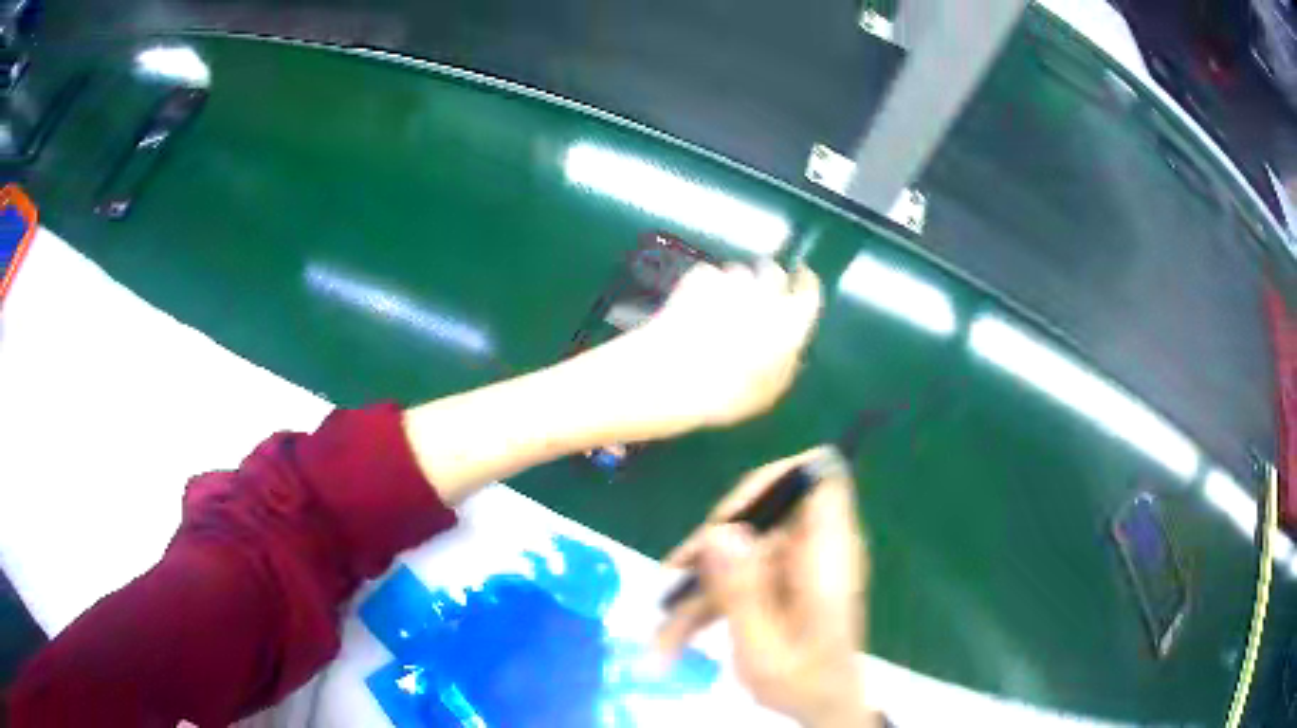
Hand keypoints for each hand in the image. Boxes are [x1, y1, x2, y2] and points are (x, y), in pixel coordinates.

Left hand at [596, 261, 822, 440]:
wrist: (670, 375)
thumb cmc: (725, 394)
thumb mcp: (766, 394)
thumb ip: (785, 366)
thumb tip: (793, 350)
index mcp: (790, 324)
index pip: (808, 293)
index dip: (805, 285)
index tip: (802, 280)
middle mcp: (767, 295)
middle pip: (773, 274)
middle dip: (767, 282)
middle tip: (755, 300)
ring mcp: (730, 282)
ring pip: (739, 271)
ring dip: (734, 284)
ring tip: (719, 307)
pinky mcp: (699, 278)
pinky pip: (709, 275)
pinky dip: (705, 285)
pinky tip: (694, 305)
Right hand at [656, 448, 877, 727]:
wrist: (824, 708)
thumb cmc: (803, 684)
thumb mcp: (763, 650)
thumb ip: (742, 591)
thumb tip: (720, 530)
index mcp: (827, 558)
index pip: (817, 480)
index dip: (770, 483)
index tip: (725, 522)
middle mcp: (816, 549)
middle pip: (761, 513)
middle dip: (710, 546)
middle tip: (673, 582)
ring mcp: (798, 563)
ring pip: (740, 546)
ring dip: (699, 583)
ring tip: (664, 632)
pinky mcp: (782, 579)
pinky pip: (740, 570)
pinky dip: (711, 596)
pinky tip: (680, 632)